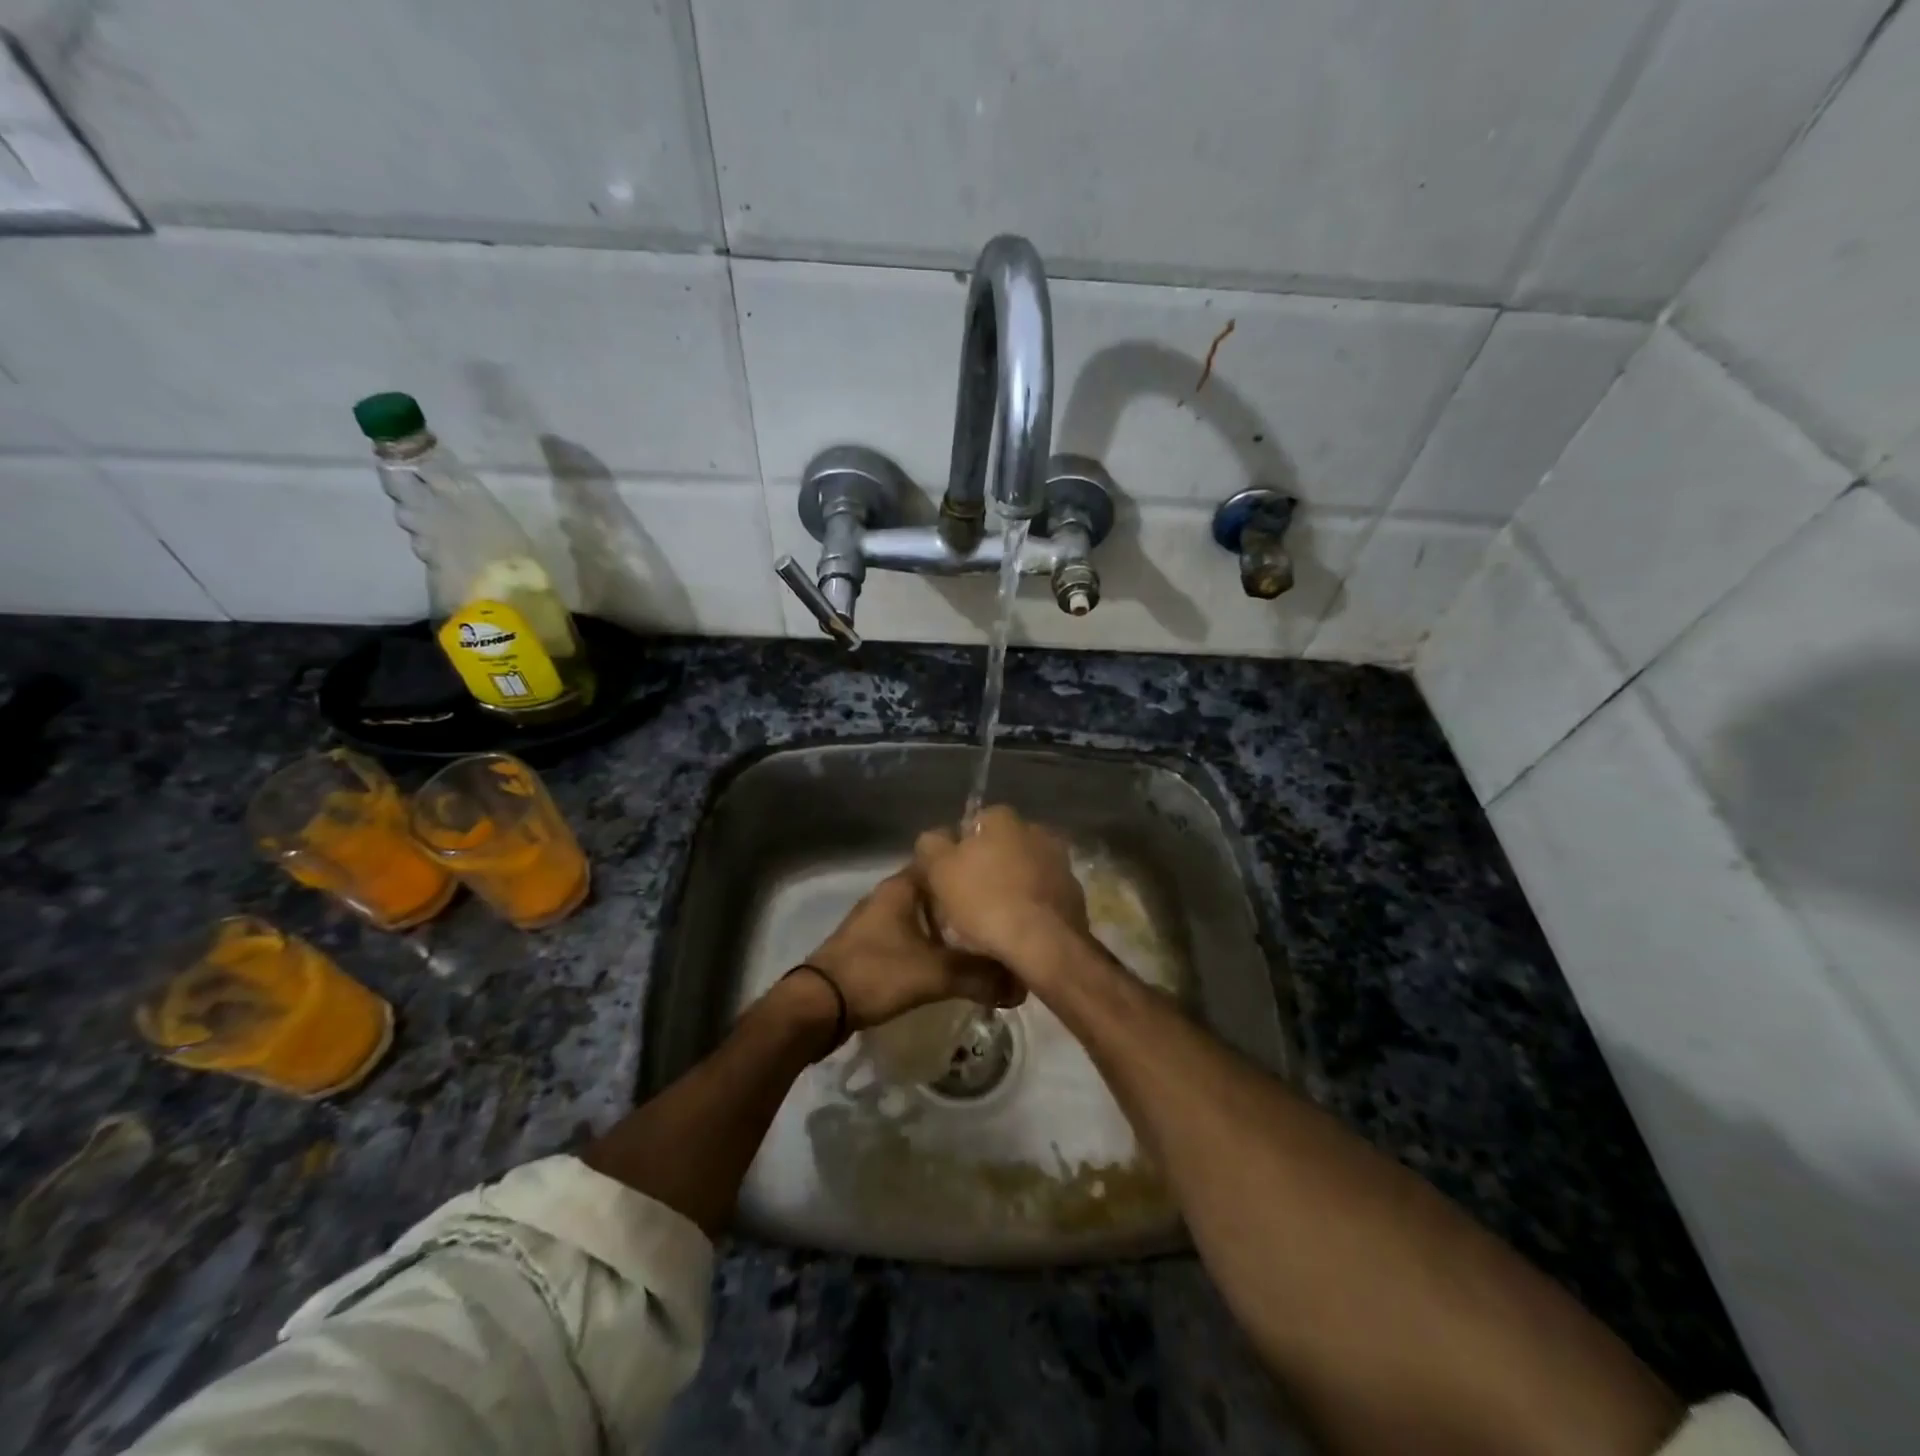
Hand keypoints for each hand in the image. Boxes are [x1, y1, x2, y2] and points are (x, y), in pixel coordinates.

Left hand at [804, 867, 1024, 1030]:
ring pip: (924, 916)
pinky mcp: (873, 947)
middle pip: (937, 891)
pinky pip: (912, 937)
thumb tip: (1021, 986)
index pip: (943, 861)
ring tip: (984, 941)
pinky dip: (932, 946)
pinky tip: (952, 964)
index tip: (1001, 878)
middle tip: (1000, 916)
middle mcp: (890, 896)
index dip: (971, 867)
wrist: (818, 1006)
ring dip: (949, 928)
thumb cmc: (876, 973)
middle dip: (966, 902)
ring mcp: (878, 922)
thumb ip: (979, 976)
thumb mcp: (934, 974)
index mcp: (902, 887)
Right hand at [913, 806, 1090, 979]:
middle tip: (969, 900)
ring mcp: (1059, 860)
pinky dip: (1030, 905)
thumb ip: (932, 845)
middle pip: (1000, 847)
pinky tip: (1018, 928)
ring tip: (994, 919)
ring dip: (1010, 885)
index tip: (950, 880)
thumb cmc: (985, 900)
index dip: (957, 852)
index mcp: (1002, 818)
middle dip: (987, 867)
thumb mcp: (940, 870)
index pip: (971, 825)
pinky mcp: (1074, 891)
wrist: (1044, 943)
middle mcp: (1035, 829)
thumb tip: (935, 838)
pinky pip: (1041, 894)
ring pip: (1023, 870)